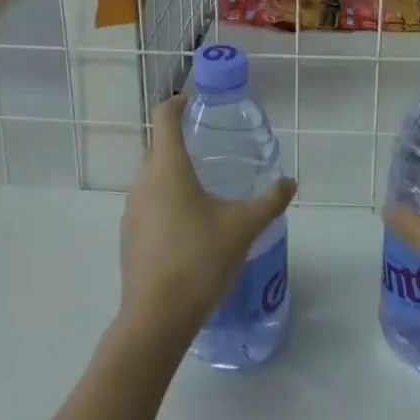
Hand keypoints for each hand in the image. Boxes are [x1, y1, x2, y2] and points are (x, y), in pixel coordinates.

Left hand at [119, 97, 296, 343]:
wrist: (156, 318)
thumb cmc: (200, 259)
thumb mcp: (243, 227)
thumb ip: (269, 201)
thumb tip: (290, 182)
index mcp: (168, 167)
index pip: (164, 117)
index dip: (177, 103)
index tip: (193, 101)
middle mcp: (144, 181)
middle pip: (156, 146)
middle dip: (177, 140)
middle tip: (207, 146)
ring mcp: (131, 209)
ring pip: (150, 177)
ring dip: (171, 173)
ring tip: (201, 187)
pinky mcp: (128, 236)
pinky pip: (147, 204)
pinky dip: (164, 201)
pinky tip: (187, 225)